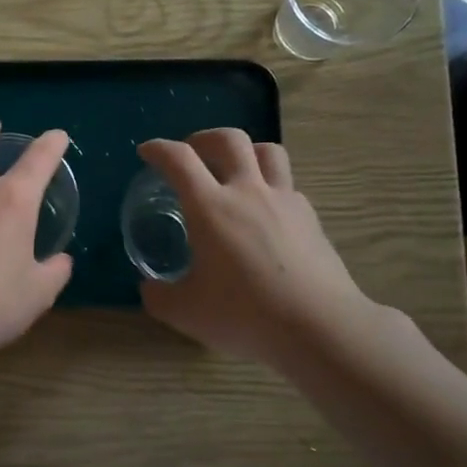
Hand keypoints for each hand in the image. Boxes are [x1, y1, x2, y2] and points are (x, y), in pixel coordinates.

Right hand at [137, 129, 366, 368]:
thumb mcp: (185, 313)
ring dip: (245, 152)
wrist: (319, 327)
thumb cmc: (244, 314)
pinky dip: (270, 187)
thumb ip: (158, 295)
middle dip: (204, 139)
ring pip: (267, 151)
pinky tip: (264, 213)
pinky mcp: (310, 218)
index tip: (147, 152)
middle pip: (229, 140)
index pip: (179, 159)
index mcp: (210, 207)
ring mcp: (285, 201)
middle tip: (192, 154)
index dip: (158, 149)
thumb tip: (149, 287)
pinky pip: (288, 186)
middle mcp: (248, 192)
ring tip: (234, 170)